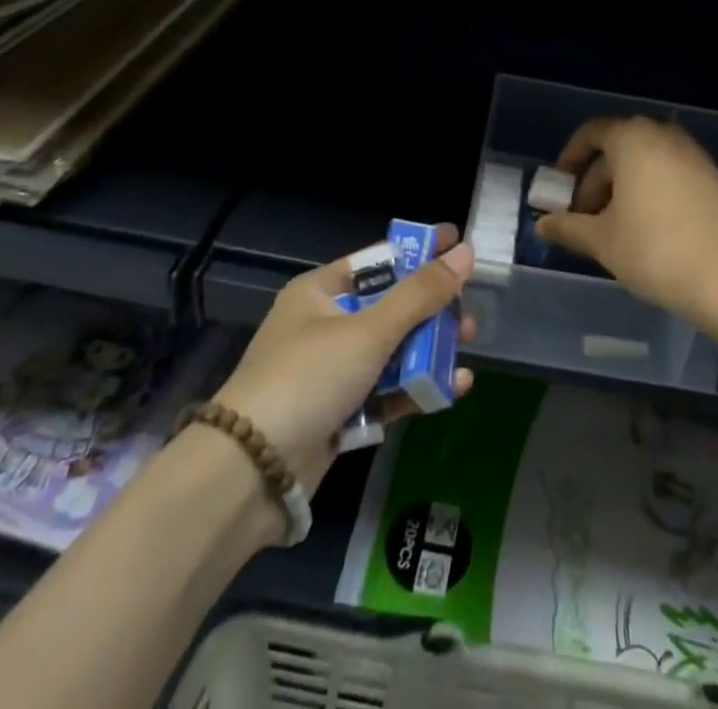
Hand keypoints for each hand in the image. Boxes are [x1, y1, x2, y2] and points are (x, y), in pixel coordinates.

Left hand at [211, 232, 476, 501]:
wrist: (250, 473)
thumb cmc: (308, 378)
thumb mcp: (369, 330)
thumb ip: (420, 294)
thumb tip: (465, 252)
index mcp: (321, 291)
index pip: (379, 260)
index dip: (419, 252)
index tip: (459, 244)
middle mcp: (325, 324)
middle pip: (390, 306)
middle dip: (431, 308)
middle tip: (468, 311)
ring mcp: (332, 371)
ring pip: (392, 350)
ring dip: (429, 349)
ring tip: (467, 347)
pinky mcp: (339, 413)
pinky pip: (387, 390)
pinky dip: (417, 387)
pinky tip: (454, 387)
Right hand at [536, 116, 717, 322]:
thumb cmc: (653, 249)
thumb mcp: (601, 239)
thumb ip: (568, 227)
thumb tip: (543, 225)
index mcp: (633, 138)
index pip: (591, 133)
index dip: (569, 160)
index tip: (559, 191)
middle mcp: (664, 135)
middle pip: (618, 149)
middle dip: (594, 182)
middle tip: (582, 220)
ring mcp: (693, 155)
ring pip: (645, 163)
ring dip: (622, 189)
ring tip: (612, 230)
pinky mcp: (712, 178)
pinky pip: (669, 175)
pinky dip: (650, 193)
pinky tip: (646, 230)